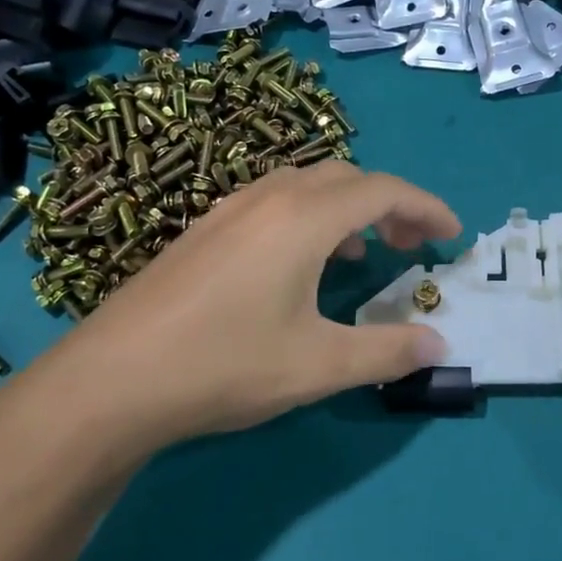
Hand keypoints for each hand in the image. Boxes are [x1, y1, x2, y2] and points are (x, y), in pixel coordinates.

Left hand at [0, 163, 457, 487]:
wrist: (109, 381)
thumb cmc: (224, 366)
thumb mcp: (319, 365)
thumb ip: (387, 352)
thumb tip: (438, 345)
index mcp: (303, 218)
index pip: (383, 190)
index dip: (426, 207)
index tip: (452, 235)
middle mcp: (268, 199)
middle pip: (346, 178)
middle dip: (390, 204)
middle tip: (412, 245)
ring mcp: (227, 211)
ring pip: (306, 186)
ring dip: (347, 209)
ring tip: (365, 253)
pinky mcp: (202, 232)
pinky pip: (273, 203)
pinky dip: (309, 218)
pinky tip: (301, 265)